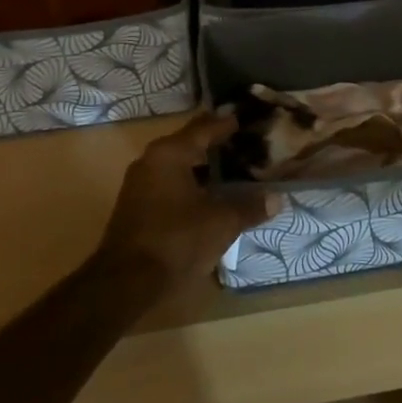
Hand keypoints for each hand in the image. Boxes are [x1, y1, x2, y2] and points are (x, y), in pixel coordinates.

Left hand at [97, 113, 267, 285]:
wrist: (125, 282)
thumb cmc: (176, 240)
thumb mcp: (221, 223)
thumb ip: (249, 206)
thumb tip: (276, 198)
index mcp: (170, 153)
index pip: (205, 127)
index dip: (228, 124)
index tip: (249, 120)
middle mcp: (151, 160)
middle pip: (190, 143)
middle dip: (217, 145)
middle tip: (247, 145)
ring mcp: (140, 183)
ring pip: (179, 165)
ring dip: (204, 167)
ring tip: (234, 170)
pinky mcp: (137, 206)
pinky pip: (170, 183)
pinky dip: (191, 184)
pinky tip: (210, 196)